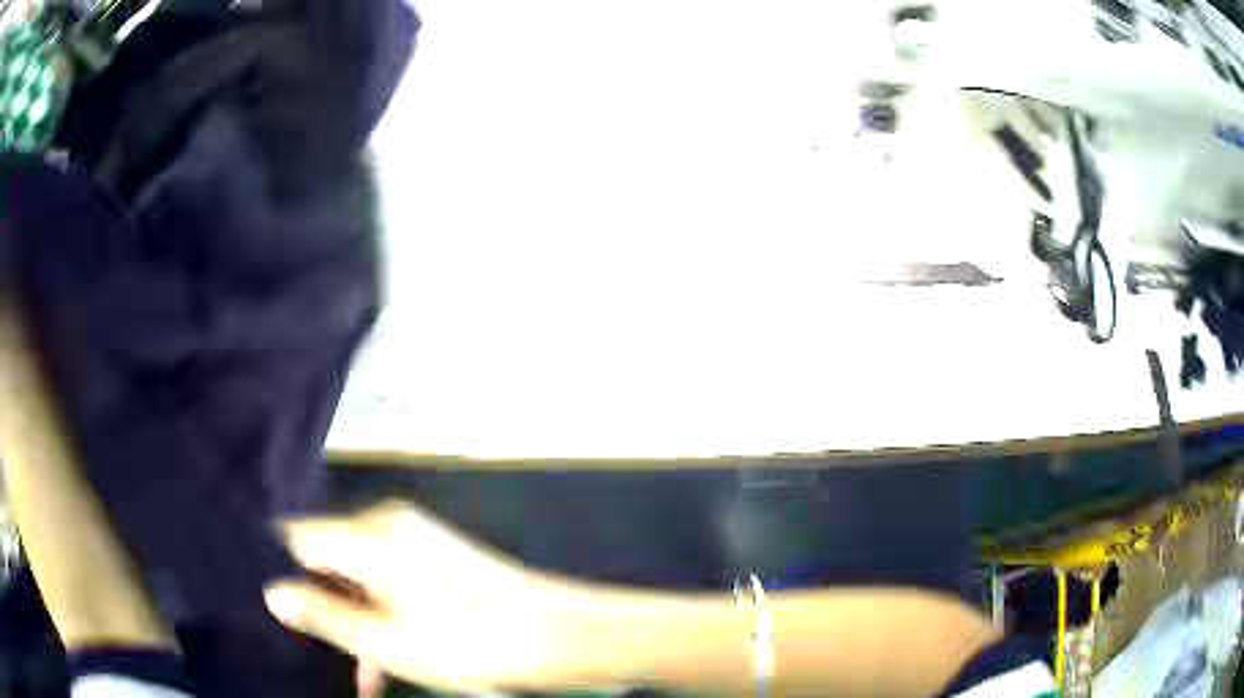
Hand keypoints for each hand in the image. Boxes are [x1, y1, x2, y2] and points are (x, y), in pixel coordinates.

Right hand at [265, 501, 572, 692]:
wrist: (554, 635)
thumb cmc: (466, 641)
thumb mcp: (384, 639)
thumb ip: (323, 614)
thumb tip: (273, 592)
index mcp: (368, 536)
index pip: (297, 535)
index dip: (279, 568)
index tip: (273, 605)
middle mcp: (388, 524)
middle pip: (329, 557)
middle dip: (320, 604)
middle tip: (316, 647)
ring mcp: (415, 538)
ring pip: (360, 575)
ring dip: (355, 620)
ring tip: (363, 673)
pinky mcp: (436, 555)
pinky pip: (390, 579)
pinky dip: (382, 614)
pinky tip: (387, 660)